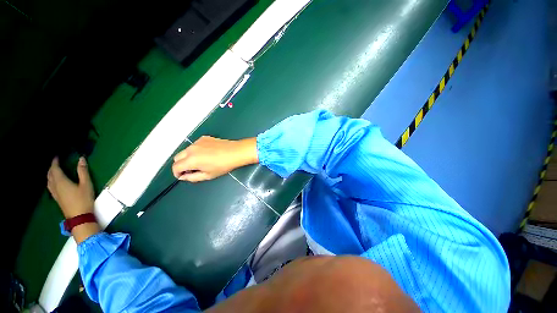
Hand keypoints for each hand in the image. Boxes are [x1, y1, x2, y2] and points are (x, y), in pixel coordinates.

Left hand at [47, 157, 94, 218]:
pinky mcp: (57, 198)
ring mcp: (55, 193)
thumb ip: (83, 171)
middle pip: (50, 174)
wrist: (79, 216)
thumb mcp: (86, 184)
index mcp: (61, 181)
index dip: (55, 161)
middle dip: (52, 167)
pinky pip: (50, 186)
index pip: (54, 169)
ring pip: (48, 181)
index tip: (57, 156)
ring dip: (50, 174)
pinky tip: (55, 183)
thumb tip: (81, 158)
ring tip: (54, 171)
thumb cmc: (83, 199)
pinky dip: (51, 181)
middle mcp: (55, 186)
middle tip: (56, 162)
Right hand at [172, 136, 257, 181]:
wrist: (235, 152)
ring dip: (188, 157)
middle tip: (191, 170)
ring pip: (186, 150)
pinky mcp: (204, 138)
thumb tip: (183, 177)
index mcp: (191, 160)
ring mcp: (197, 142)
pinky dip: (196, 150)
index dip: (177, 173)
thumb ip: (192, 177)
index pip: (175, 167)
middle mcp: (191, 149)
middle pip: (177, 157)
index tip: (183, 176)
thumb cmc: (223, 165)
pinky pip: (195, 145)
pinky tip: (207, 153)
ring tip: (201, 161)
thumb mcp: (208, 175)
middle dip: (181, 165)